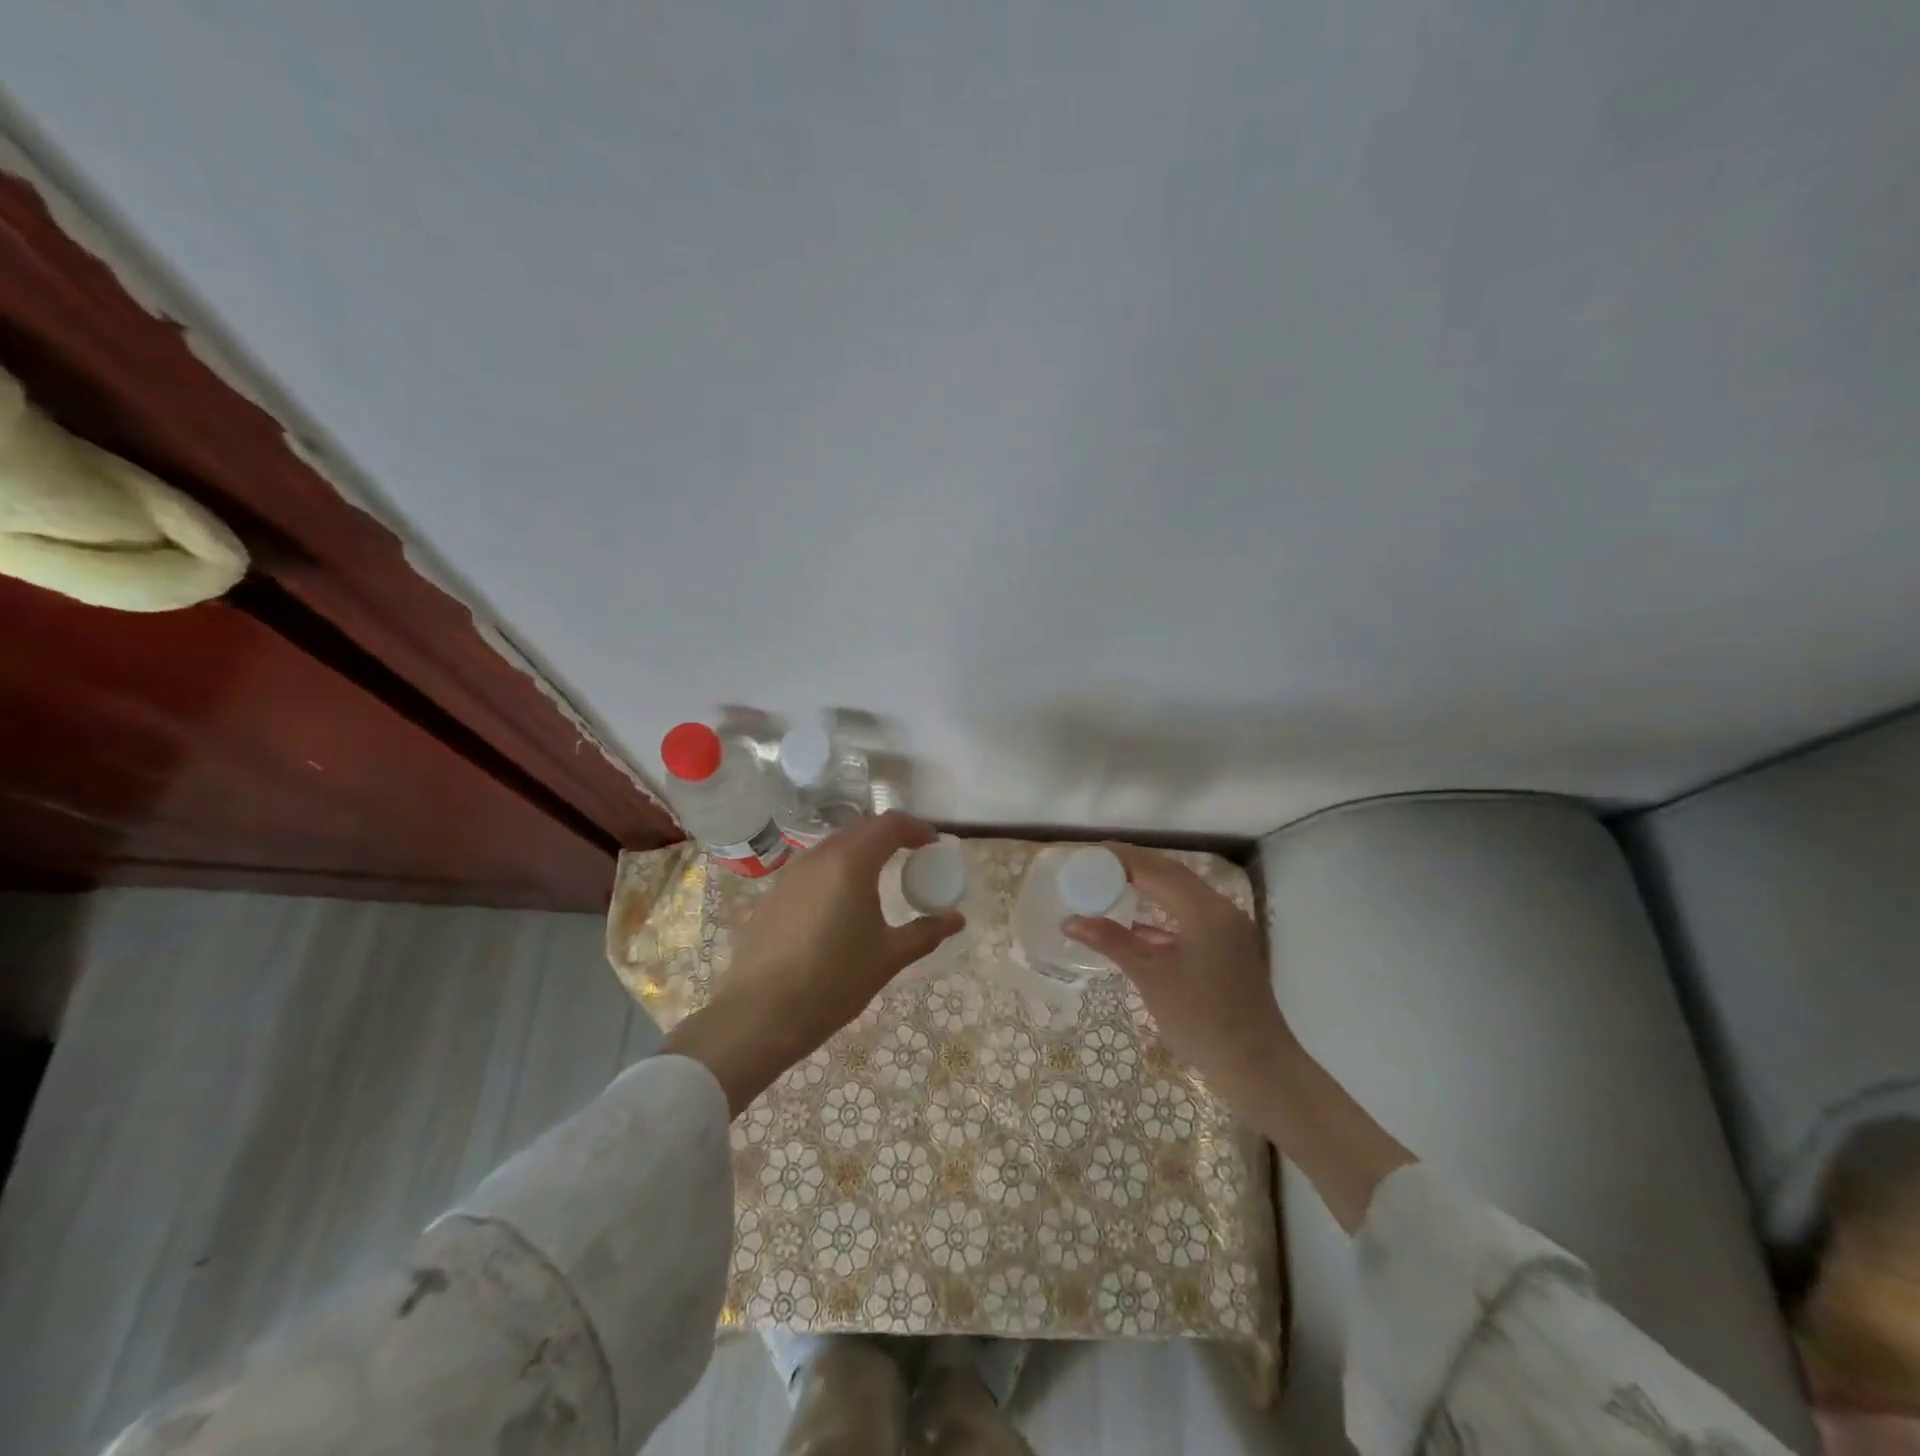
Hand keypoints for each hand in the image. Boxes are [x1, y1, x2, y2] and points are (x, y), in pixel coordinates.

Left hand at [663, 812, 963, 1115]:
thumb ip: (926, 932)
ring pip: (833, 847)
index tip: (934, 845)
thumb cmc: (833, 981)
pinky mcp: (772, 895)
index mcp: (851, 862)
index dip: (917, 828)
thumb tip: (957, 919)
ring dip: (861, 853)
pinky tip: (840, 905)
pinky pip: (812, 870)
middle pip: (861, 830)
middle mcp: (819, 857)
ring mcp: (790, 874)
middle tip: (913, 857)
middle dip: (890, 837)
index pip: (890, 825)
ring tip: (879, 879)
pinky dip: (836, 872)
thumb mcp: (888, 957)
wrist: (759, 1015)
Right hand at [1061, 844, 1300, 1108]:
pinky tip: (1137, 924)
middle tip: (1098, 862)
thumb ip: (1112, 941)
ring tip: (1112, 883)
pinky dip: (1163, 915)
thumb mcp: (1151, 976)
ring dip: (1150, 887)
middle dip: (1136, 866)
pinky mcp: (1229, 951)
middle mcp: (1221, 911)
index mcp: (1205, 910)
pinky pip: (1190, 918)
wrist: (1256, 1068)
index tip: (1092, 851)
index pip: (1158, 871)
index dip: (1124, 859)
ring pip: (1183, 896)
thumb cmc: (1201, 1019)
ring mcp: (1229, 931)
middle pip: (1173, 876)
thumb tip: (1070, 921)